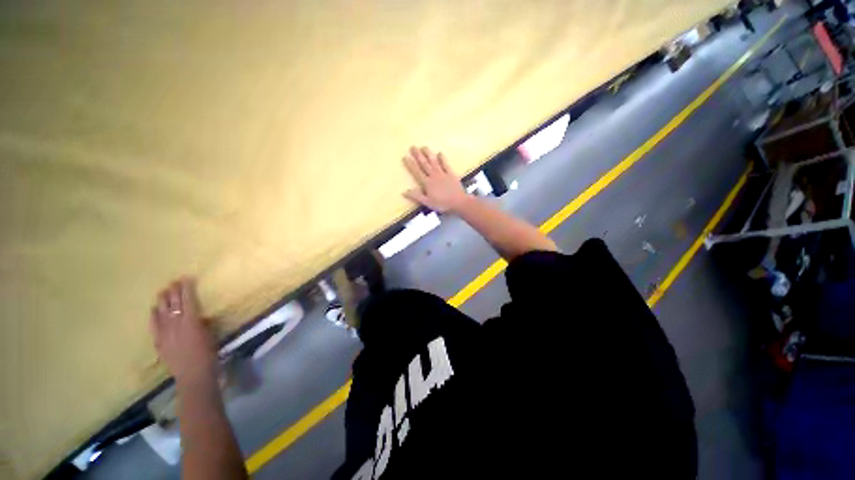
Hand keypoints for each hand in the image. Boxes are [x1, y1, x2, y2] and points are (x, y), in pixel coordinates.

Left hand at [149, 277, 217, 387]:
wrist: (193, 375)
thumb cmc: (209, 354)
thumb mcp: (210, 335)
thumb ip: (203, 324)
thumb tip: (200, 316)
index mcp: (191, 321)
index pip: (188, 300)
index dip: (186, 289)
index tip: (186, 278)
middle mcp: (175, 324)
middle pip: (173, 304)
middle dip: (173, 292)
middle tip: (173, 282)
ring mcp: (165, 333)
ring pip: (161, 312)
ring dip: (162, 301)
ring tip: (162, 292)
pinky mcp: (159, 342)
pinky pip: (154, 325)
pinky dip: (154, 316)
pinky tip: (153, 310)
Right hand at [403, 146, 469, 212]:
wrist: (459, 202)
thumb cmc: (442, 204)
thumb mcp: (428, 202)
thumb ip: (416, 196)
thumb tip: (404, 192)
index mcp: (427, 183)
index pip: (417, 172)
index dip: (410, 164)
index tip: (405, 157)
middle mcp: (434, 176)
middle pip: (424, 164)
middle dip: (418, 156)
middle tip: (413, 147)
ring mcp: (443, 174)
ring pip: (434, 162)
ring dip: (428, 154)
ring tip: (424, 147)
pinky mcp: (451, 174)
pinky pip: (446, 164)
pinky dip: (443, 159)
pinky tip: (440, 153)